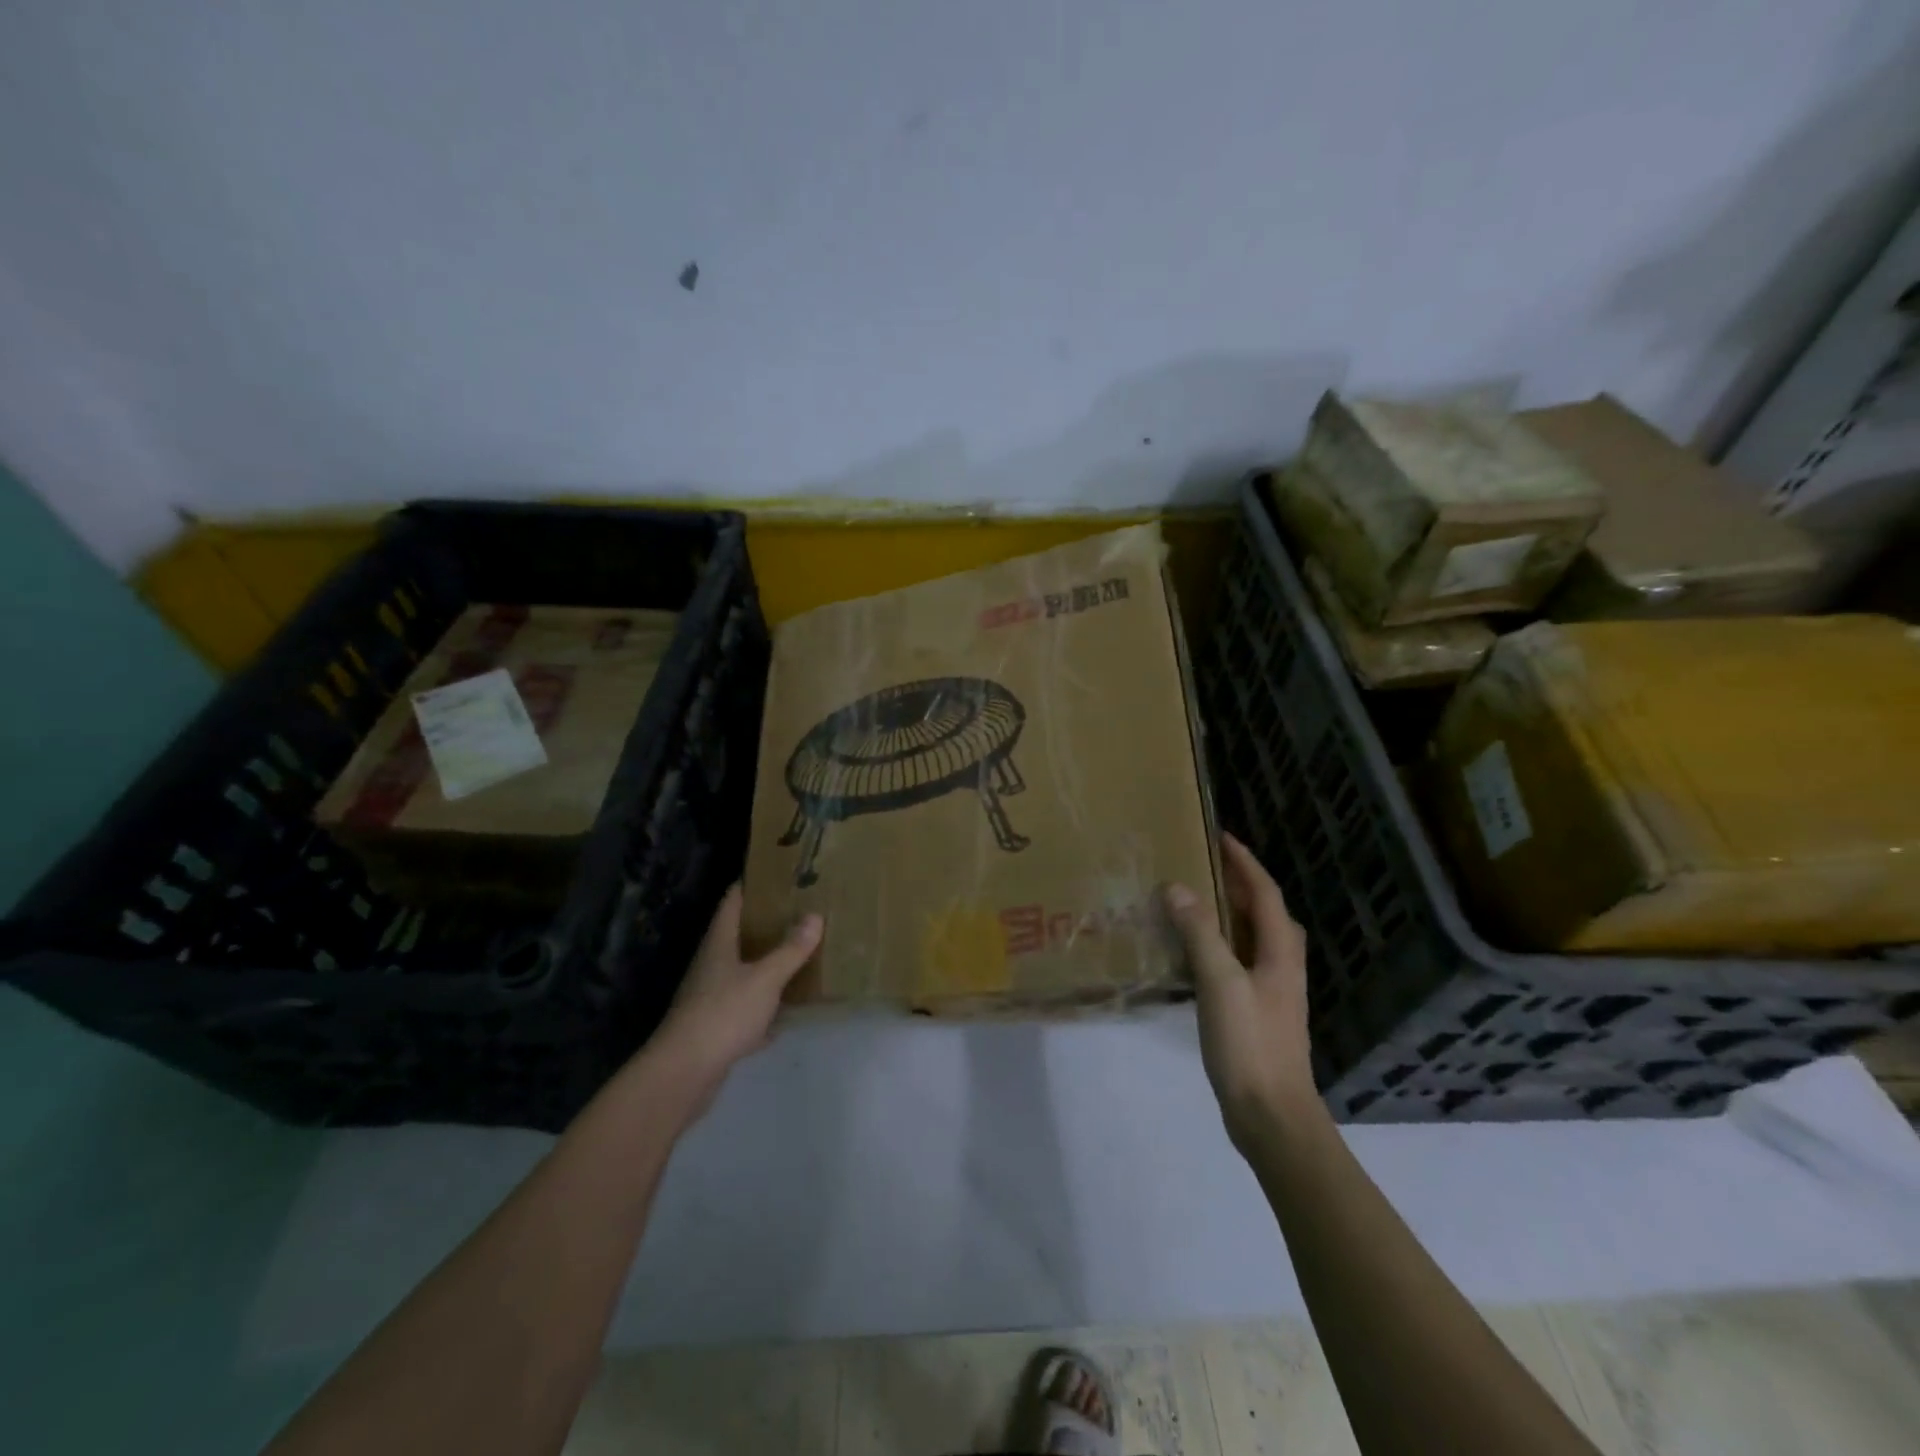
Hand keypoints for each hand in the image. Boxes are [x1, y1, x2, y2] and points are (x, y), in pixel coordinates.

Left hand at [644, 884, 822, 1116]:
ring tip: (797, 956)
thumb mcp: (765, 978)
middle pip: (737, 936)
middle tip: (798, 913)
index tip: (775, 875)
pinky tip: (784, 1015)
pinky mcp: (715, 1028)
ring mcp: (710, 998)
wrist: (684, 1073)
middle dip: (765, 925)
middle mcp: (711, 966)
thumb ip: (790, 950)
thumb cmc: (723, 1013)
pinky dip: (764, 1009)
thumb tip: (814, 916)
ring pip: (742, 973)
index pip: (732, 902)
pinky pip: (745, 1009)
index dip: (750, 886)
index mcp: (719, 944)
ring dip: (766, 966)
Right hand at [1165, 834, 1317, 1144]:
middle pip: (1264, 912)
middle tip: (1203, 864)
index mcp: (1279, 953)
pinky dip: (1218, 943)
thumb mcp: (1221, 983)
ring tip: (1194, 898)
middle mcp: (1280, 965)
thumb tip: (1178, 888)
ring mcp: (1270, 990)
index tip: (1220, 836)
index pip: (1265, 893)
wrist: (1272, 1116)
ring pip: (1252, 937)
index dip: (1245, 862)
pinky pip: (1238, 960)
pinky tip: (1192, 951)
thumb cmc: (1250, 1044)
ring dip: (1228, 912)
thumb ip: (1200, 934)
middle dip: (1238, 883)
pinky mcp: (1255, 1011)